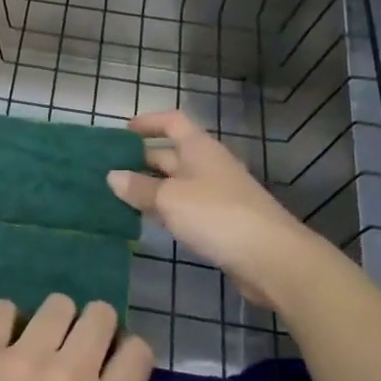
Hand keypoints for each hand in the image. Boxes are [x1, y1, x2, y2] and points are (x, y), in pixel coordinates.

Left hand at [0, 296, 152, 380]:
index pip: (138, 351)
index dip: (130, 356)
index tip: (114, 368)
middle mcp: (70, 373)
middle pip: (100, 314)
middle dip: (97, 328)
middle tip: (78, 351)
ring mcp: (23, 357)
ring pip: (57, 305)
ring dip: (55, 322)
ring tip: (39, 344)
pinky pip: (2, 309)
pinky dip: (6, 320)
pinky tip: (2, 342)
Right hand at [106, 109, 319, 307]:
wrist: (271, 258)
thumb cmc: (216, 215)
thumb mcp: (169, 199)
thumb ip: (139, 188)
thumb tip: (112, 176)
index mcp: (199, 148)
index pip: (172, 122)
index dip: (149, 122)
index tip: (123, 131)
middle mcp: (208, 165)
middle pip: (170, 155)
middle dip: (141, 160)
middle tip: (108, 171)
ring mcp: (216, 194)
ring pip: (176, 183)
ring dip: (150, 188)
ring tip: (118, 197)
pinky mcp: (220, 222)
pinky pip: (185, 207)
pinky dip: (165, 210)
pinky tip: (147, 222)